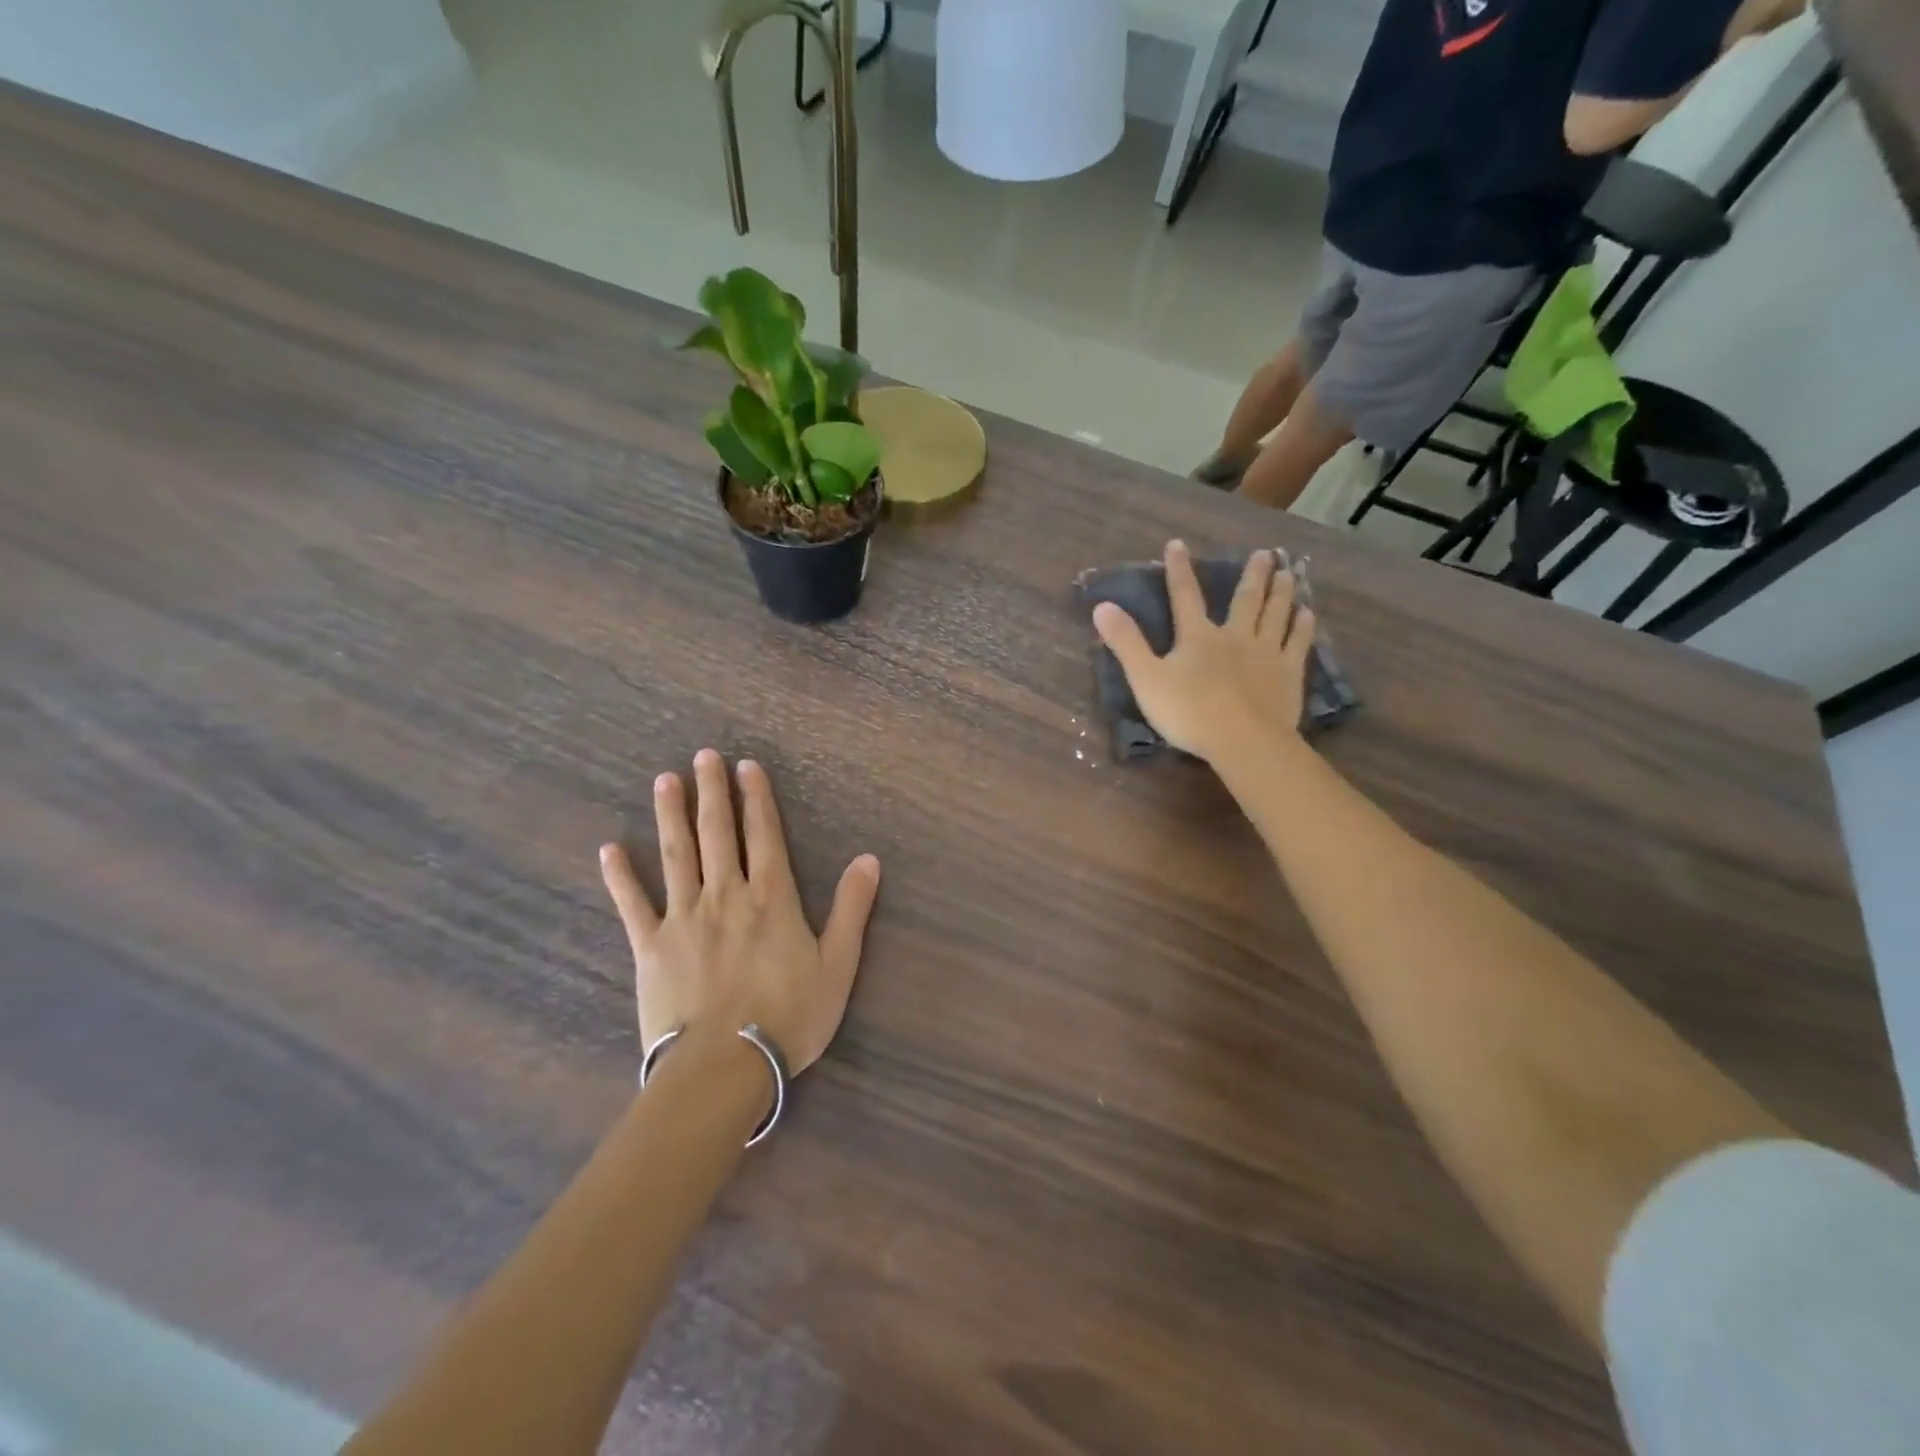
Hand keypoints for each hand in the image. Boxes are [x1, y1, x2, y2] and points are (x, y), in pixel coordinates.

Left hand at [599, 750, 880, 1074]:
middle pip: (717, 833)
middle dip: (712, 791)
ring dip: (671, 815)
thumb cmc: (789, 1017)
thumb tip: (868, 859)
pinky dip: (620, 876)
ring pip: (676, 855)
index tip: (746, 766)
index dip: (756, 798)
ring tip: (665, 780)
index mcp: (770, 898)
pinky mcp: (650, 947)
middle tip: (703, 756)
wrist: (725, 1068)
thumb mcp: (838, 965)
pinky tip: (610, 849)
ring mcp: (683, 918)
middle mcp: (725, 895)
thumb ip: (852, 909)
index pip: (764, 834)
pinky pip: (632, 904)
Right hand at [1092, 540, 1315, 766]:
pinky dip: (1302, 627)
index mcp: (1198, 637)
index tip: (1177, 545)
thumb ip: (1126, 642)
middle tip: (1265, 554)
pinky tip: (1307, 615)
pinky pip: (1297, 644)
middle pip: (1245, 600)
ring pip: (1276, 615)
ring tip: (1289, 573)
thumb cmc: (1189, 713)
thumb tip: (1102, 606)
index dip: (1179, 570)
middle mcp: (1235, 636)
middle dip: (1252, 576)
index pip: (1185, 596)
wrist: (1243, 741)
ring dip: (1282, 593)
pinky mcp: (1289, 674)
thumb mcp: (1146, 679)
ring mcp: (1266, 654)